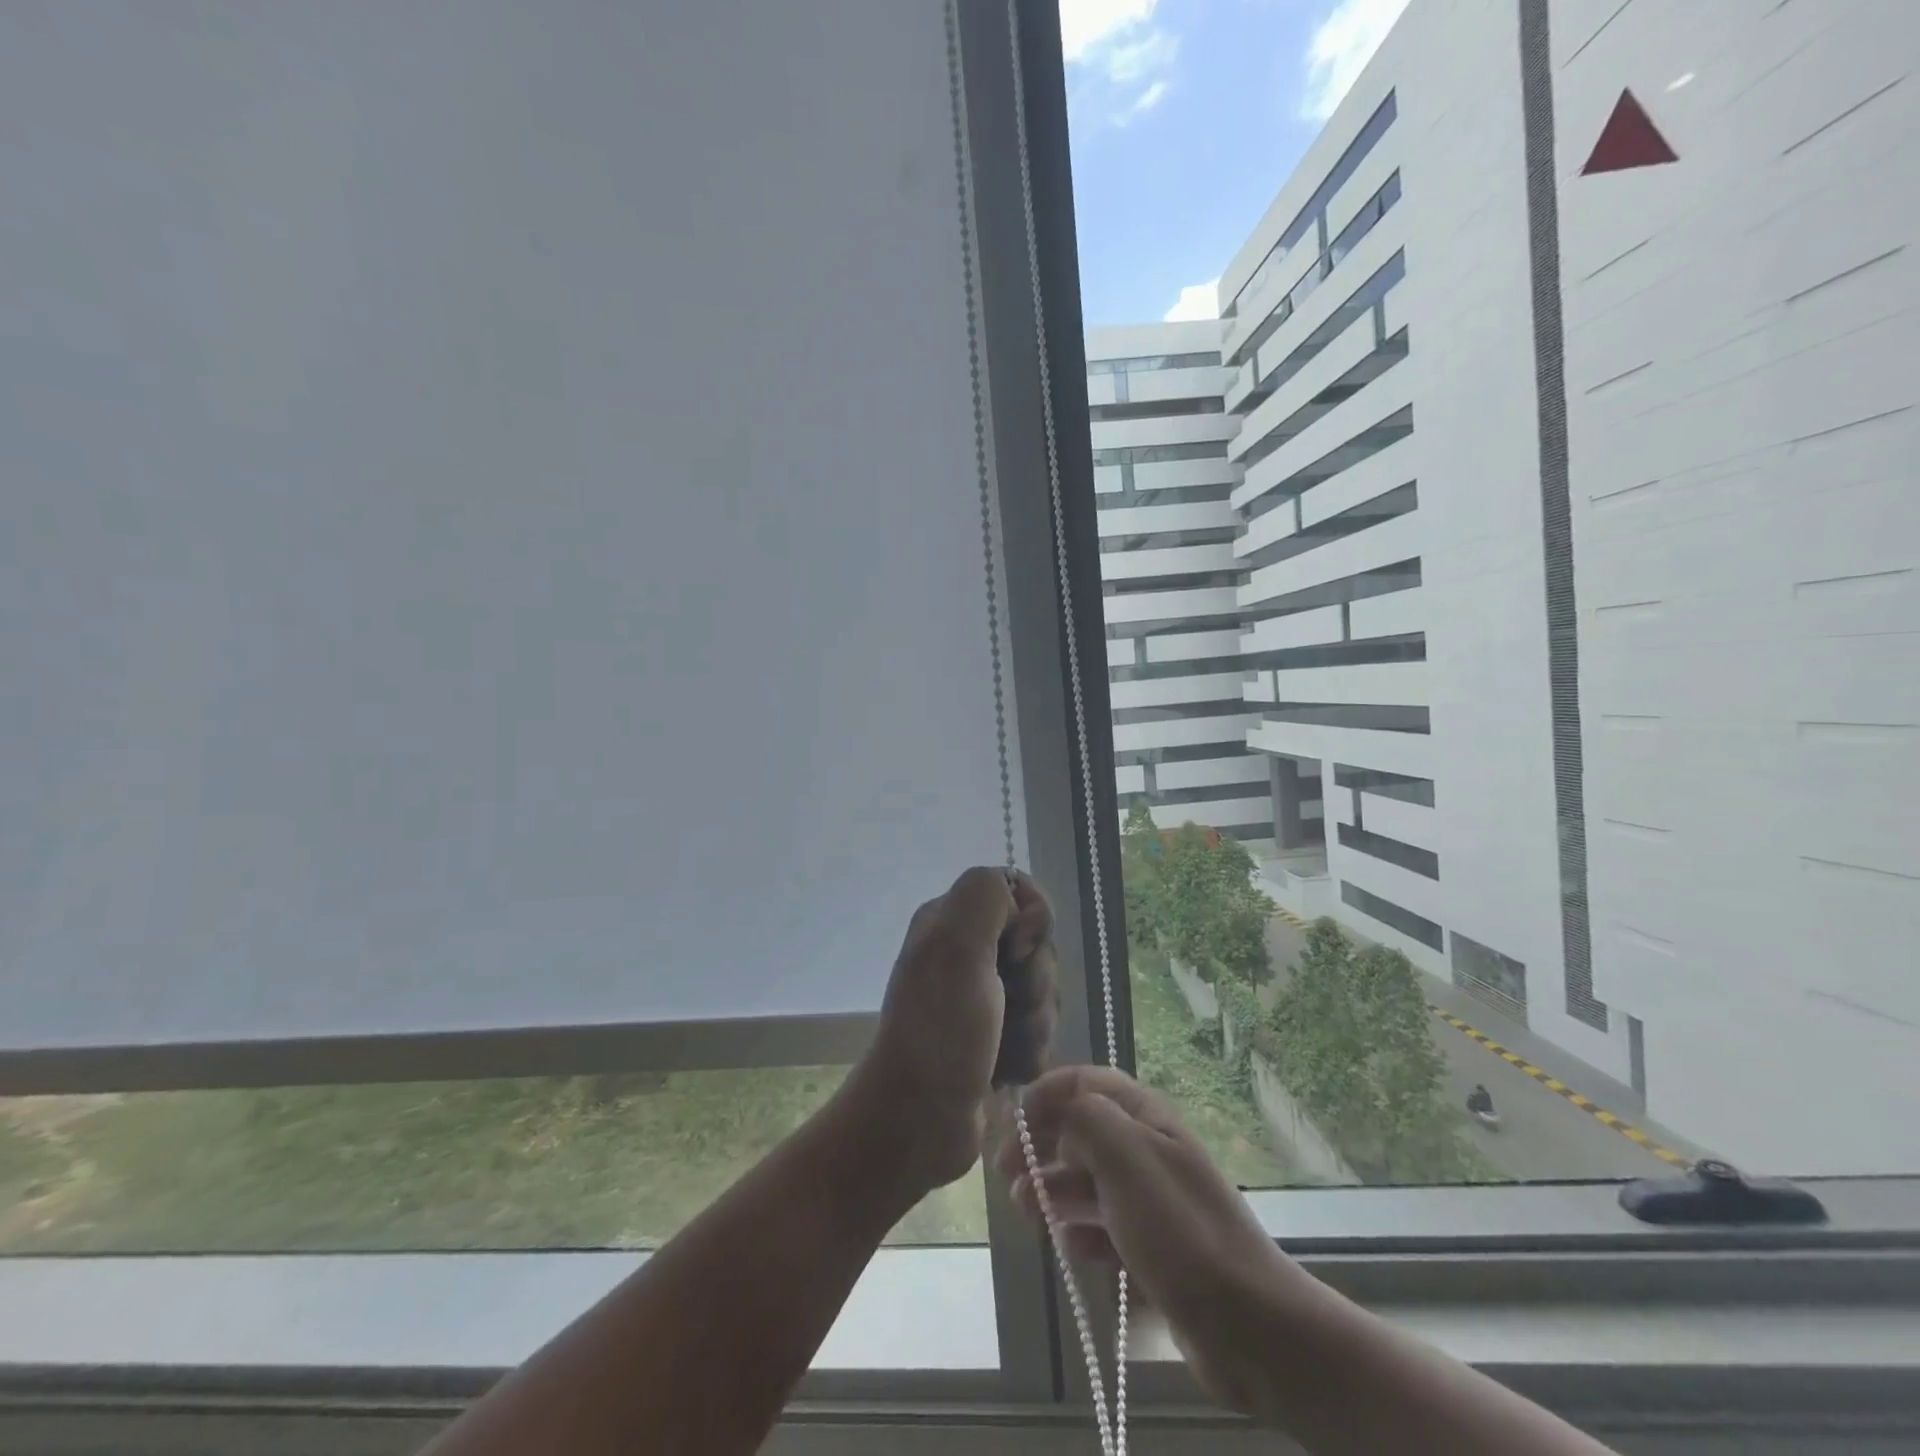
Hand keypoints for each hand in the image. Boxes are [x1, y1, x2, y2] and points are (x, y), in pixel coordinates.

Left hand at [844, 867, 1058, 1194]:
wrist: (917, 1120)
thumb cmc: (939, 1030)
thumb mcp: (956, 945)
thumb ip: (985, 895)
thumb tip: (1018, 901)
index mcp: (951, 919)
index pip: (1021, 893)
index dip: (1034, 922)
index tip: (1017, 953)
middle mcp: (966, 950)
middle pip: (1038, 946)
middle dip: (1036, 983)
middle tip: (1006, 1008)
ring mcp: (981, 995)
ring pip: (1043, 990)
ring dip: (1034, 1023)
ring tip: (1003, 1048)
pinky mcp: (994, 1035)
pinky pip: (1038, 1028)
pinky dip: (1029, 1050)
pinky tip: (1005, 1070)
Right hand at [1000, 1065, 1305, 1419]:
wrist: (1249, 1324)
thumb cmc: (1178, 1228)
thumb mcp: (1125, 1156)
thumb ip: (1084, 1117)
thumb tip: (1058, 1109)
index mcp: (1145, 1117)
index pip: (1087, 1082)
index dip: (1047, 1092)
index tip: (1013, 1119)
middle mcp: (1147, 1150)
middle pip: (1083, 1131)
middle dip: (1043, 1145)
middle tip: (1008, 1173)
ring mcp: (1152, 1200)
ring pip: (1089, 1181)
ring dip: (1054, 1189)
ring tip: (1027, 1210)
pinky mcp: (1154, 1247)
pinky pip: (1105, 1228)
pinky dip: (1082, 1231)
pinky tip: (1068, 1246)